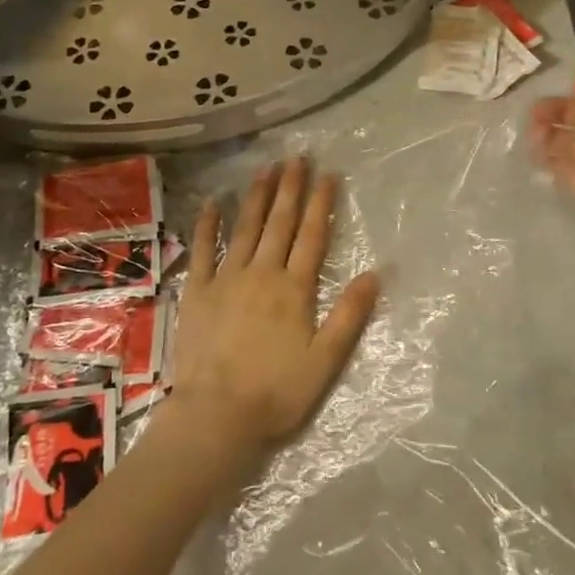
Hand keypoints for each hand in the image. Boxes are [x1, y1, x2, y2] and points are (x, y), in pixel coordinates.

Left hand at [165, 158, 380, 461]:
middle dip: (290, 188)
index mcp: (294, 289)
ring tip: (265, 168)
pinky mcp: (198, 292)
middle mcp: (262, 273)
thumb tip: (375, 273)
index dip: (321, 203)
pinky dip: (208, 224)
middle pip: (280, 223)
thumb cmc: (276, 393)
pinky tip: (213, 202)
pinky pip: (203, 250)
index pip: (312, 236)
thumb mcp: (325, 361)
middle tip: (297, 157)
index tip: (328, 174)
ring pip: (245, 228)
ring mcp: (227, 279)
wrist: (216, 417)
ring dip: (256, 196)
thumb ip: (349, 315)